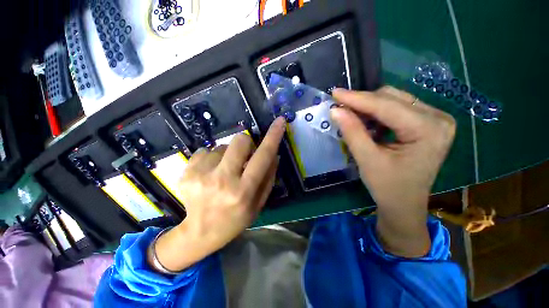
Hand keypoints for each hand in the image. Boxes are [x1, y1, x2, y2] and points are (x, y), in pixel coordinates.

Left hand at [151, 118, 285, 271]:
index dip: (273, 136)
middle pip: (240, 140)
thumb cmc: (235, 219)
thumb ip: (269, 177)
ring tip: (223, 173)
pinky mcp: (186, 172)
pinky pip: (205, 151)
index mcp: (244, 190)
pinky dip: (211, 159)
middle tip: (243, 158)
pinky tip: (209, 175)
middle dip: (246, 144)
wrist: (200, 233)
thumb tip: (274, 153)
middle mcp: (223, 180)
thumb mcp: (259, 203)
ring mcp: (201, 175)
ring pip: (222, 146)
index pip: (263, 156)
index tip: (280, 121)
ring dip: (227, 156)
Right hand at [331, 86, 455, 256]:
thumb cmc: (388, 187)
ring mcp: (434, 118)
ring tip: (349, 115)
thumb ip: (352, 132)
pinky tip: (364, 121)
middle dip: (362, 102)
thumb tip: (335, 110)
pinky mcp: (426, 122)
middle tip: (339, 107)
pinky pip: (396, 108)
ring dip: (368, 106)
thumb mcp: (367, 160)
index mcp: (429, 129)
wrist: (404, 203)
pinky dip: (376, 112)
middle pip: (392, 98)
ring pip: (393, 100)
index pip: (387, 106)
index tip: (335, 92)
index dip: (357, 99)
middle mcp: (437, 118)